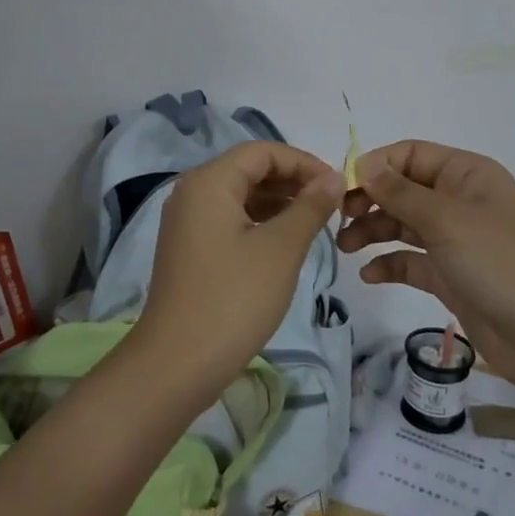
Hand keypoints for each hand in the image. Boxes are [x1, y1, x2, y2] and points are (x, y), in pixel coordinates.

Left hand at [134, 142, 343, 405]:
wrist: (177, 363)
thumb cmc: (234, 299)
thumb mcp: (281, 249)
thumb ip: (310, 206)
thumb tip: (334, 177)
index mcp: (209, 182)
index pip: (262, 152)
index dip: (303, 162)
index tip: (337, 185)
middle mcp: (192, 192)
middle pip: (248, 169)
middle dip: (291, 180)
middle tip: (330, 204)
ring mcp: (187, 221)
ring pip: (240, 195)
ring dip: (278, 201)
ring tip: (315, 221)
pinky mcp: (189, 248)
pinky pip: (229, 218)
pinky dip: (259, 221)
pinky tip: (285, 240)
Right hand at [337, 140, 514, 394]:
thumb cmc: (498, 261)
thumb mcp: (446, 219)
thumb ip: (400, 192)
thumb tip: (363, 166)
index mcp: (466, 174)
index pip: (411, 154)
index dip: (376, 165)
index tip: (342, 187)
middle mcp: (460, 201)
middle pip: (403, 189)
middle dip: (370, 200)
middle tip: (340, 220)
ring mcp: (456, 240)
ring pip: (403, 225)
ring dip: (373, 231)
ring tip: (346, 247)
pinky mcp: (451, 276)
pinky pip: (411, 261)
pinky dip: (389, 264)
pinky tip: (369, 275)